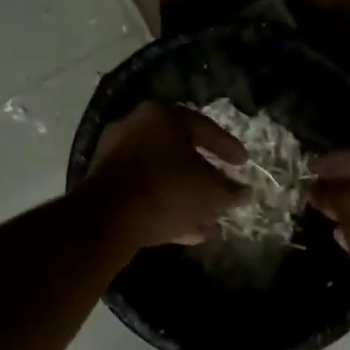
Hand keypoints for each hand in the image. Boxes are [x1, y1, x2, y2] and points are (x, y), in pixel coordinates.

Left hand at [83, 101, 247, 249]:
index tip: (244, 163)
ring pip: (161, 176)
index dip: (228, 147)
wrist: (108, 218)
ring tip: (208, 221)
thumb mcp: (209, 191)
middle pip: (179, 152)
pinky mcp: (105, 184)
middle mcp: (136, 127)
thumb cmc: (167, 190)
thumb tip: (243, 193)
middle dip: (203, 176)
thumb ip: (230, 190)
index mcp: (162, 116)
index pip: (204, 127)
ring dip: (185, 197)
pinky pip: (144, 192)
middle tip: (222, 190)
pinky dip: (165, 207)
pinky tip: (186, 232)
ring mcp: (116, 155)